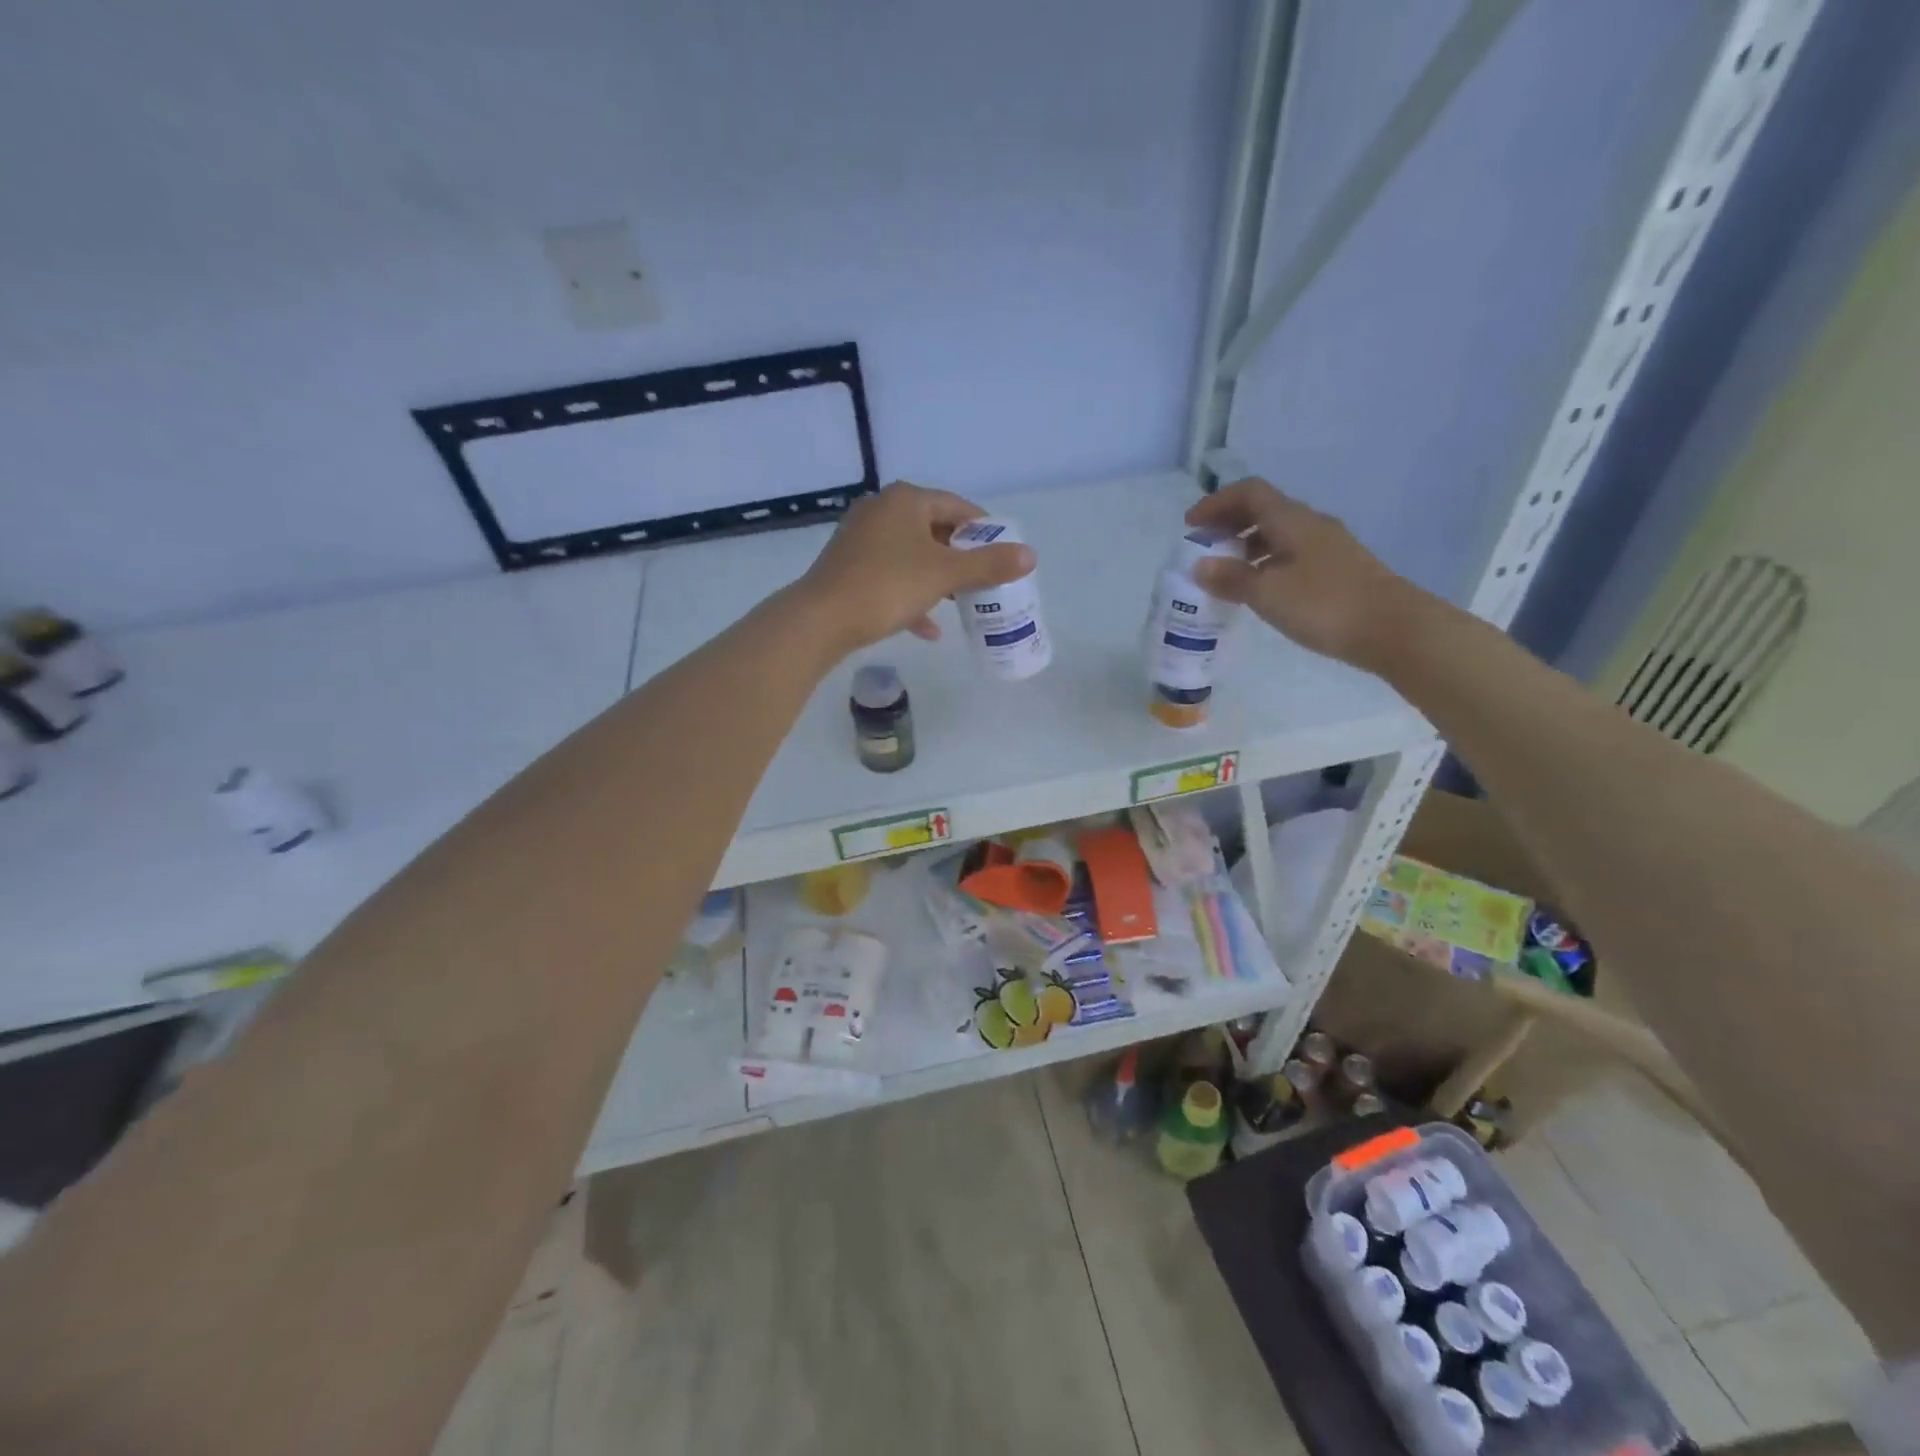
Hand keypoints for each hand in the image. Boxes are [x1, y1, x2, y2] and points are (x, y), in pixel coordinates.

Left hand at [795, 481, 1036, 654]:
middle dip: (960, 557)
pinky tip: (929, 629)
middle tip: (984, 580)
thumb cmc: (888, 586)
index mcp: (905, 500)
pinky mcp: (849, 567)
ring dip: (937, 579)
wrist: (822, 619)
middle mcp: (881, 510)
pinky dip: (912, 596)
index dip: (984, 530)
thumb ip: (989, 565)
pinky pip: (891, 577)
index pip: (956, 506)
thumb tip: (1031, 555)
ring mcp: (861, 539)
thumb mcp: (945, 574)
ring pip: (912, 556)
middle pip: (934, 530)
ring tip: (961, 602)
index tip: (1003, 554)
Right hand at [1184, 478, 1428, 671]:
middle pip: (1264, 510)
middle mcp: (1311, 524)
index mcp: (1292, 520)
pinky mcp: (1337, 569)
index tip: (1190, 525)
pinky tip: (1260, 588)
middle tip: (1203, 547)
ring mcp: (1327, 547)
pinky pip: (1291, 553)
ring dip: (1247, 545)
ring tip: (1226, 572)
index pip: (1249, 493)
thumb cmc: (1324, 605)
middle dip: (1229, 523)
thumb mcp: (1267, 593)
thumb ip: (1231, 578)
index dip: (1216, 503)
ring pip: (1278, 533)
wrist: (1393, 629)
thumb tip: (1199, 565)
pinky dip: (1266, 562)